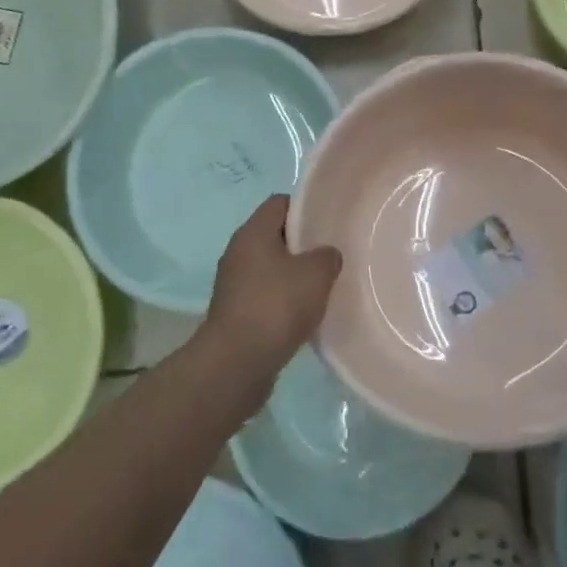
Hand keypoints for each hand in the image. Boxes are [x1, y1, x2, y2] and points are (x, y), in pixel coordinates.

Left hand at [200, 195, 342, 381]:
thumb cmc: (276, 306)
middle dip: (304, 244)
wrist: (236, 364)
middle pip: (275, 235)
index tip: (328, 221)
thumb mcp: (316, 273)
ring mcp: (234, 284)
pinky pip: (266, 295)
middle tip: (332, 254)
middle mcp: (238, 252)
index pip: (279, 203)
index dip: (305, 207)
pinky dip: (284, 301)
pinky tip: (305, 315)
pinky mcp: (236, 313)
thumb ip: (327, 256)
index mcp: (253, 232)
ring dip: (295, 275)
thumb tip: (325, 256)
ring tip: (323, 286)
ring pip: (271, 268)